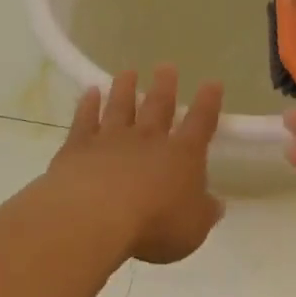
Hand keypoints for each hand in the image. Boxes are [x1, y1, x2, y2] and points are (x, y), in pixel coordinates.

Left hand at [48, 66, 225, 263]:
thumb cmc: (153, 226)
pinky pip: (85, 120)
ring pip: (121, 106)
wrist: (94, 217)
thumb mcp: (192, 230)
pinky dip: (88, 105)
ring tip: (128, 72)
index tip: (212, 83)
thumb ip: (204, 213)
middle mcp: (149, 139)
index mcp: (182, 156)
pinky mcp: (79, 147)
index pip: (201, 123)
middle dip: (165, 86)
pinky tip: (90, 92)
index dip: (209, 103)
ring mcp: (111, 139)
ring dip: (125, 88)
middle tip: (166, 67)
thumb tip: (216, 204)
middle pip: (159, 106)